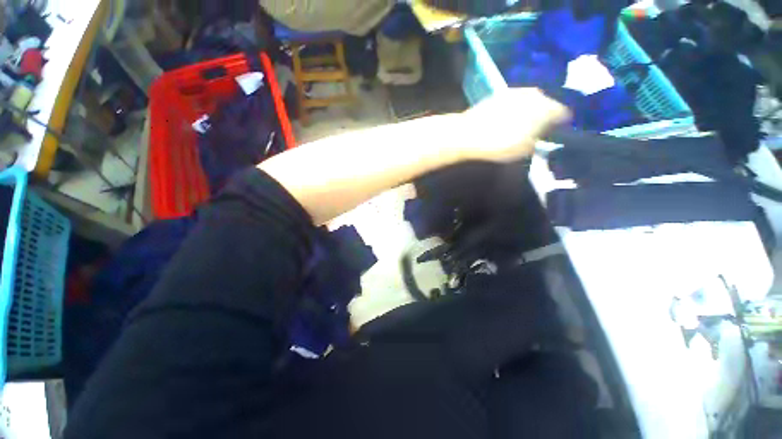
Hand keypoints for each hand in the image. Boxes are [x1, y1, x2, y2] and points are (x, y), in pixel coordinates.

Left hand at [459, 88, 569, 162]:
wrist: (468, 133)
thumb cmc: (499, 144)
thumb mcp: (523, 150)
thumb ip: (537, 142)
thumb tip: (541, 138)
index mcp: (545, 108)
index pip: (563, 112)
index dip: (562, 123)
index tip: (558, 131)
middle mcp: (534, 95)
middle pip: (547, 103)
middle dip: (546, 115)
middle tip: (540, 128)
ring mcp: (516, 91)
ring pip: (531, 100)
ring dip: (531, 110)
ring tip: (524, 123)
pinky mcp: (500, 94)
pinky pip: (516, 100)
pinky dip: (517, 108)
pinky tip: (509, 118)